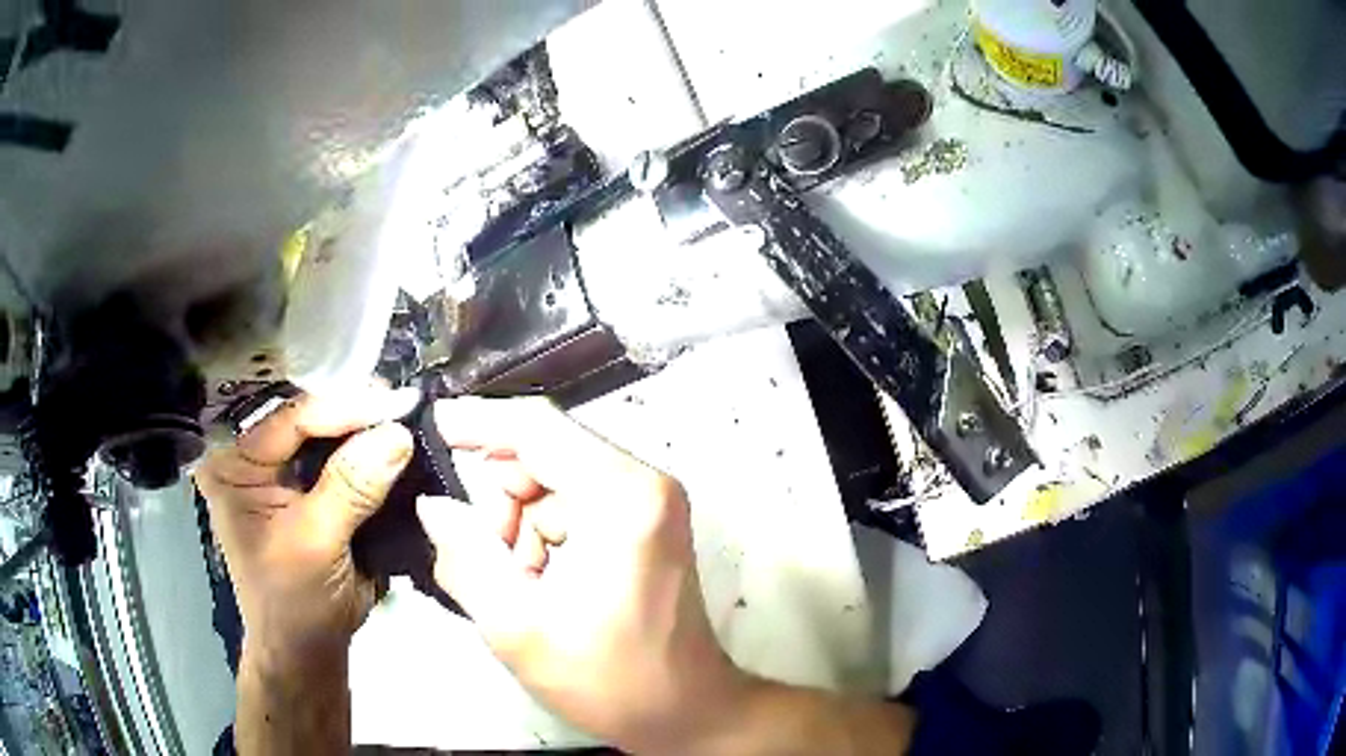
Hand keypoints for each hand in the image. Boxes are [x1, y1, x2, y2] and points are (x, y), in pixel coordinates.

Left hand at [194, 386, 416, 669]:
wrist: (308, 650)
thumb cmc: (295, 604)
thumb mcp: (316, 544)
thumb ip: (350, 488)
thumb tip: (397, 434)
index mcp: (234, 463)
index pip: (290, 417)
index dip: (344, 408)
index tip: (397, 405)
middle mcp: (254, 455)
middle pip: (309, 416)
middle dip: (357, 411)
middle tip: (407, 405)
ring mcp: (281, 469)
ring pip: (327, 432)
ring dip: (367, 428)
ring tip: (409, 417)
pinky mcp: (309, 486)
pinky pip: (340, 456)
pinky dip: (370, 450)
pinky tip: (397, 440)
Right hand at [416, 397, 749, 752]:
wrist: (685, 711)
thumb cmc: (609, 680)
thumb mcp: (518, 628)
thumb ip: (465, 557)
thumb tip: (434, 504)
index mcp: (622, 498)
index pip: (538, 428)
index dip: (478, 422)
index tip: (432, 427)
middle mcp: (644, 483)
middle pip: (547, 452)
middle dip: (499, 496)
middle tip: (483, 553)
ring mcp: (650, 501)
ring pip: (555, 479)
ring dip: (520, 521)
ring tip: (518, 580)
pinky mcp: (646, 521)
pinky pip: (574, 502)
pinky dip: (544, 531)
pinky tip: (540, 579)